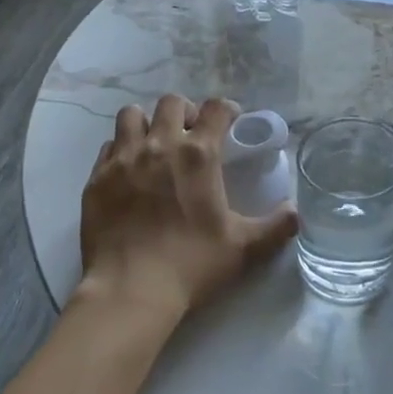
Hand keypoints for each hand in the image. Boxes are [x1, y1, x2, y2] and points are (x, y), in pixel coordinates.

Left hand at [79, 94, 298, 318]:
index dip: (227, 110)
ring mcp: (123, 160)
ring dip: (147, 123)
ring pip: (132, 115)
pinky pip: (109, 147)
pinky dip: (121, 150)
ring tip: (154, 145)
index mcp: (199, 155)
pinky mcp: (96, 178)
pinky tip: (129, 172)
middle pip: (171, 103)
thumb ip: (276, 226)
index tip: (231, 121)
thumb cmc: (192, 265)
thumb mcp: (244, 247)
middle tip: (192, 135)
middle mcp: (159, 145)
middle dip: (185, 112)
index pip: (216, 108)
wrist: (130, 291)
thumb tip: (296, 213)